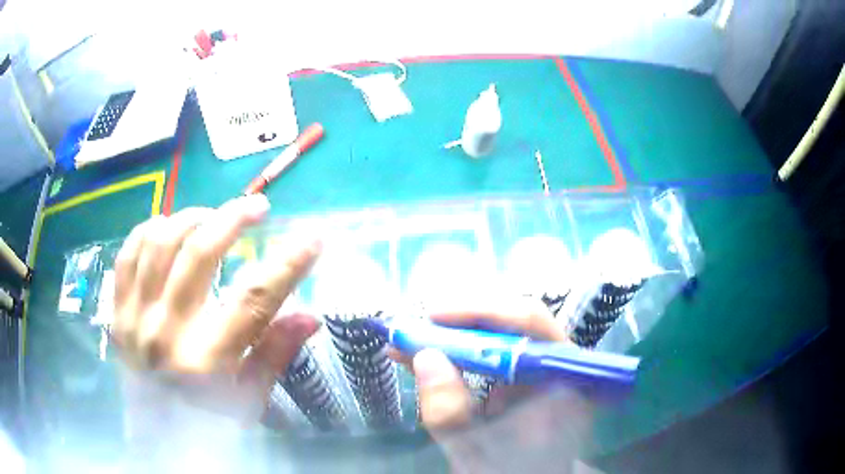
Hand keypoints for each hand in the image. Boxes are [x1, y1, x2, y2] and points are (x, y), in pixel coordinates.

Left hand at [113, 194, 320, 423]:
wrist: (153, 442)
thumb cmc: (206, 427)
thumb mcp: (247, 402)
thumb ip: (273, 355)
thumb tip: (309, 315)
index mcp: (208, 360)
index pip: (254, 299)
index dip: (287, 263)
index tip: (312, 237)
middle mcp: (168, 331)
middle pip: (201, 254)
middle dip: (234, 219)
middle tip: (257, 207)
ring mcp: (136, 317)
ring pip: (160, 242)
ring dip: (191, 218)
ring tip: (210, 215)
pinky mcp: (118, 312)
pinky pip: (127, 255)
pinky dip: (147, 231)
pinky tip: (165, 226)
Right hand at [398, 299, 592, 472]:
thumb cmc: (508, 470)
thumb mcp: (474, 452)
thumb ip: (449, 412)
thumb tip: (424, 356)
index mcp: (561, 382)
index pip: (531, 324)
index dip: (482, 312)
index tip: (433, 316)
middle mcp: (559, 365)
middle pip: (518, 320)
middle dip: (465, 319)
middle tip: (420, 326)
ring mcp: (544, 368)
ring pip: (506, 330)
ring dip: (459, 331)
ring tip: (418, 337)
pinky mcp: (527, 374)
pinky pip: (495, 348)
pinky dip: (461, 347)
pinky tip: (432, 351)